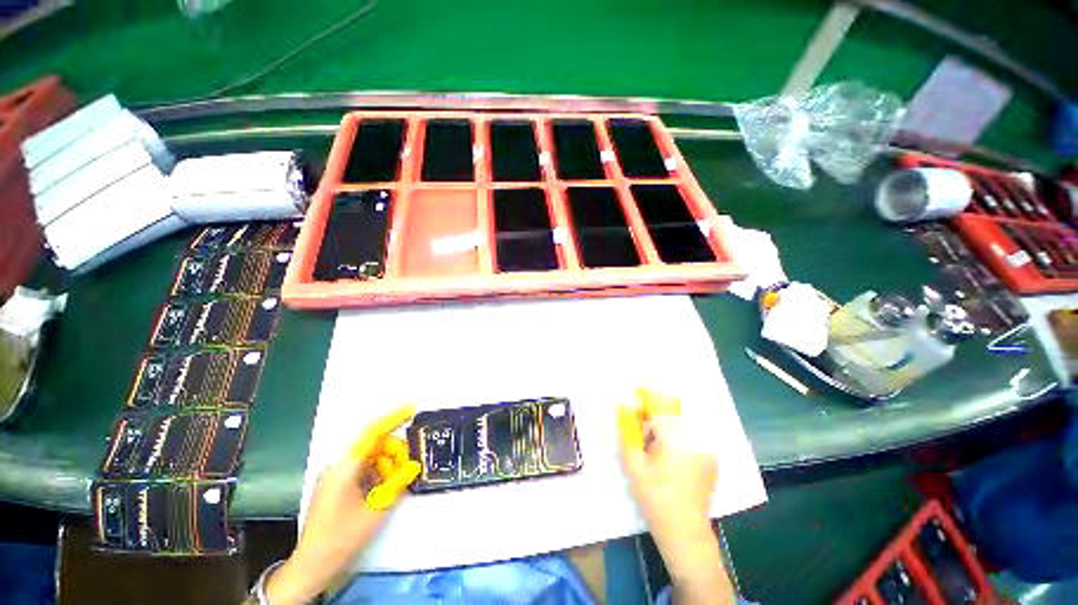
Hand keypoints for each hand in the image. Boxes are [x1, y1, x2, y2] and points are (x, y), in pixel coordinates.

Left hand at [265, 405, 420, 604]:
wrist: (313, 565)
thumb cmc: (342, 536)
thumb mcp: (376, 509)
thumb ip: (397, 482)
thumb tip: (414, 464)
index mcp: (345, 467)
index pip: (372, 433)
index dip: (393, 419)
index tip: (411, 409)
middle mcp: (339, 466)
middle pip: (374, 445)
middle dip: (394, 451)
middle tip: (408, 466)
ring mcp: (336, 476)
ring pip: (370, 458)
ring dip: (386, 464)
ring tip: (396, 482)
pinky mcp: (336, 487)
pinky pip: (363, 470)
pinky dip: (377, 473)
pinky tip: (383, 489)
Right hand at [618, 388, 733, 604]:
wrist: (685, 532)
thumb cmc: (655, 497)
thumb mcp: (633, 464)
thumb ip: (628, 433)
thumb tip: (625, 410)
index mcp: (676, 437)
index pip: (660, 405)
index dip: (649, 392)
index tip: (643, 378)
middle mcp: (696, 438)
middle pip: (673, 412)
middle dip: (657, 410)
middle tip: (644, 417)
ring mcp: (708, 449)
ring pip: (684, 425)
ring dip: (668, 424)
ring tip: (655, 440)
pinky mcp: (712, 460)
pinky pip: (694, 437)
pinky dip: (680, 435)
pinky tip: (670, 451)